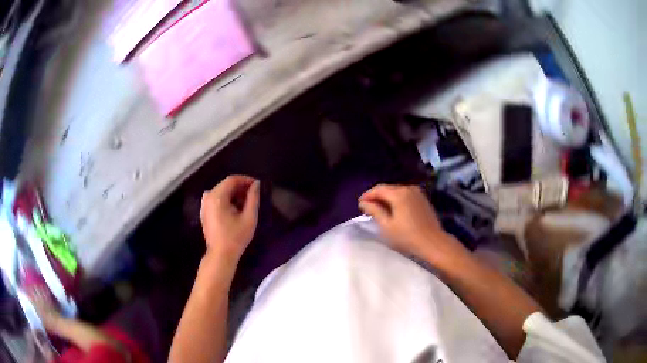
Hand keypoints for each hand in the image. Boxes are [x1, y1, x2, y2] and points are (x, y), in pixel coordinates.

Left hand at [200, 175, 259, 260]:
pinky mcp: (204, 212)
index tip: (257, 185)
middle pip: (225, 185)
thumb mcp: (249, 217)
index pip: (232, 180)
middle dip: (240, 187)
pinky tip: (234, 210)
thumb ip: (253, 198)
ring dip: (233, 194)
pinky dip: (226, 200)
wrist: (221, 255)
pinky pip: (216, 199)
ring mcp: (204, 205)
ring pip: (221, 191)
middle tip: (253, 195)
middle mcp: (208, 197)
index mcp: (217, 197)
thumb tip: (256, 184)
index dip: (245, 180)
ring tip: (245, 203)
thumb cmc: (236, 237)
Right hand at [359, 184, 459, 260]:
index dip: (367, 195)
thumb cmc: (407, 237)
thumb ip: (374, 211)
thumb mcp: (387, 226)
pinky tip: (394, 209)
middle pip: (388, 188)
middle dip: (377, 196)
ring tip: (379, 209)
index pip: (378, 189)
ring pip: (397, 191)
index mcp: (398, 194)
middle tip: (368, 207)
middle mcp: (408, 188)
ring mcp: (418, 193)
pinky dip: (397, 199)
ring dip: (387, 198)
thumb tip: (364, 203)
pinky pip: (406, 195)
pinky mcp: (423, 199)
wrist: (433, 243)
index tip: (359, 204)